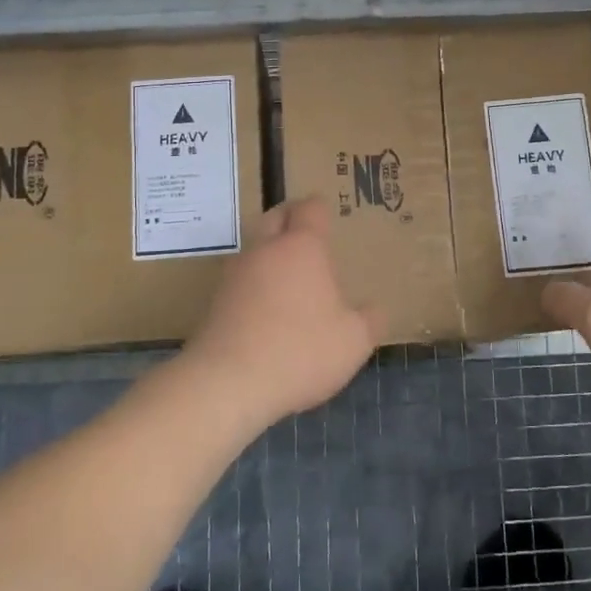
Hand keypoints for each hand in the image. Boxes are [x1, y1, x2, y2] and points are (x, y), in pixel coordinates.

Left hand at [180, 198, 382, 429]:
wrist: (227, 383)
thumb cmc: (300, 351)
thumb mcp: (354, 341)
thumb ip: (370, 320)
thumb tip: (374, 309)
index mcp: (302, 247)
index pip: (310, 208)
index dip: (320, 209)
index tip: (329, 219)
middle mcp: (266, 250)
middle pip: (275, 216)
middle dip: (291, 220)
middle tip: (309, 239)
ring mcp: (235, 274)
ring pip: (255, 248)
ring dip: (271, 254)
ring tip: (290, 279)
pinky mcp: (216, 301)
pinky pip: (241, 280)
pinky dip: (255, 285)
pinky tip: (267, 311)